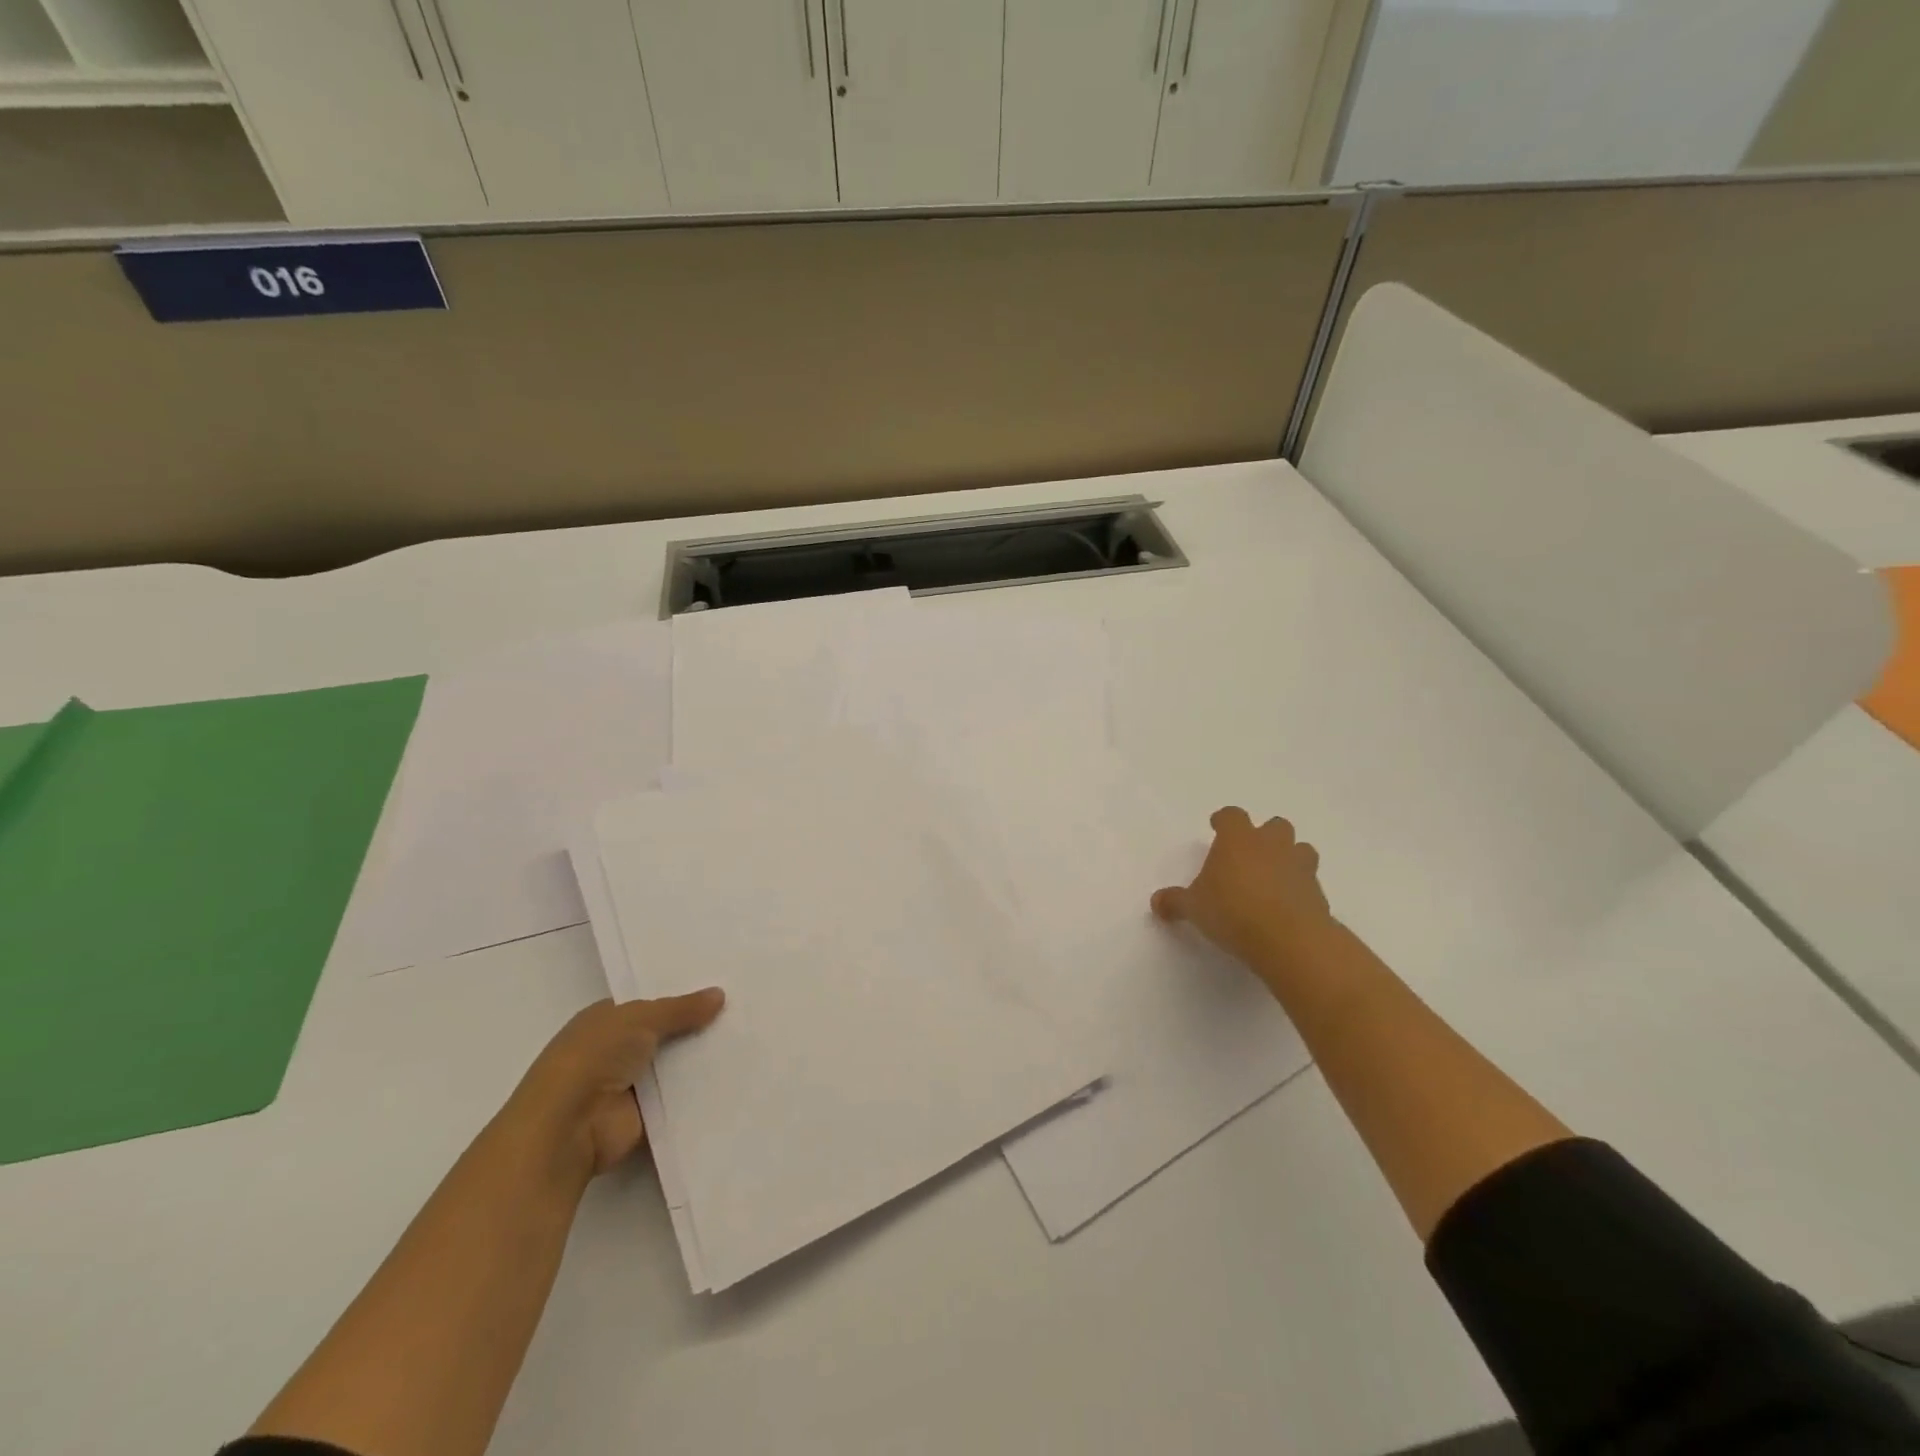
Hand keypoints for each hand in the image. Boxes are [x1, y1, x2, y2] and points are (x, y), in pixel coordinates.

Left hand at [503, 990, 724, 1184]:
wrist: (568, 1128)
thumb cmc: (594, 1058)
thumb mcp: (640, 1018)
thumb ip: (681, 1008)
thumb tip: (720, 994)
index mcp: (605, 1021)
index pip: (650, 1004)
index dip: (681, 999)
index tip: (720, 992)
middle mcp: (616, 1051)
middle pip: (666, 1035)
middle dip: (697, 1027)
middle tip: (742, 1014)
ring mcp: (630, 1086)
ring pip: (675, 1066)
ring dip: (701, 1060)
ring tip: (747, 1044)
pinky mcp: (645, 1116)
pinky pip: (680, 1098)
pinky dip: (701, 1092)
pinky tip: (736, 1078)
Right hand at [1151, 807, 1334, 987]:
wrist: (1289, 939)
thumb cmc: (1232, 911)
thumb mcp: (1193, 908)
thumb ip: (1175, 902)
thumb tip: (1156, 901)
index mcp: (1238, 839)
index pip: (1232, 816)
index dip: (1224, 820)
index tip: (1217, 827)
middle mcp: (1272, 845)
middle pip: (1275, 825)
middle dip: (1265, 836)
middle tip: (1250, 854)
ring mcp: (1300, 867)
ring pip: (1301, 849)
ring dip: (1290, 858)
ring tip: (1274, 878)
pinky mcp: (1319, 894)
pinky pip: (1309, 883)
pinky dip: (1300, 889)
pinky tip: (1286, 907)